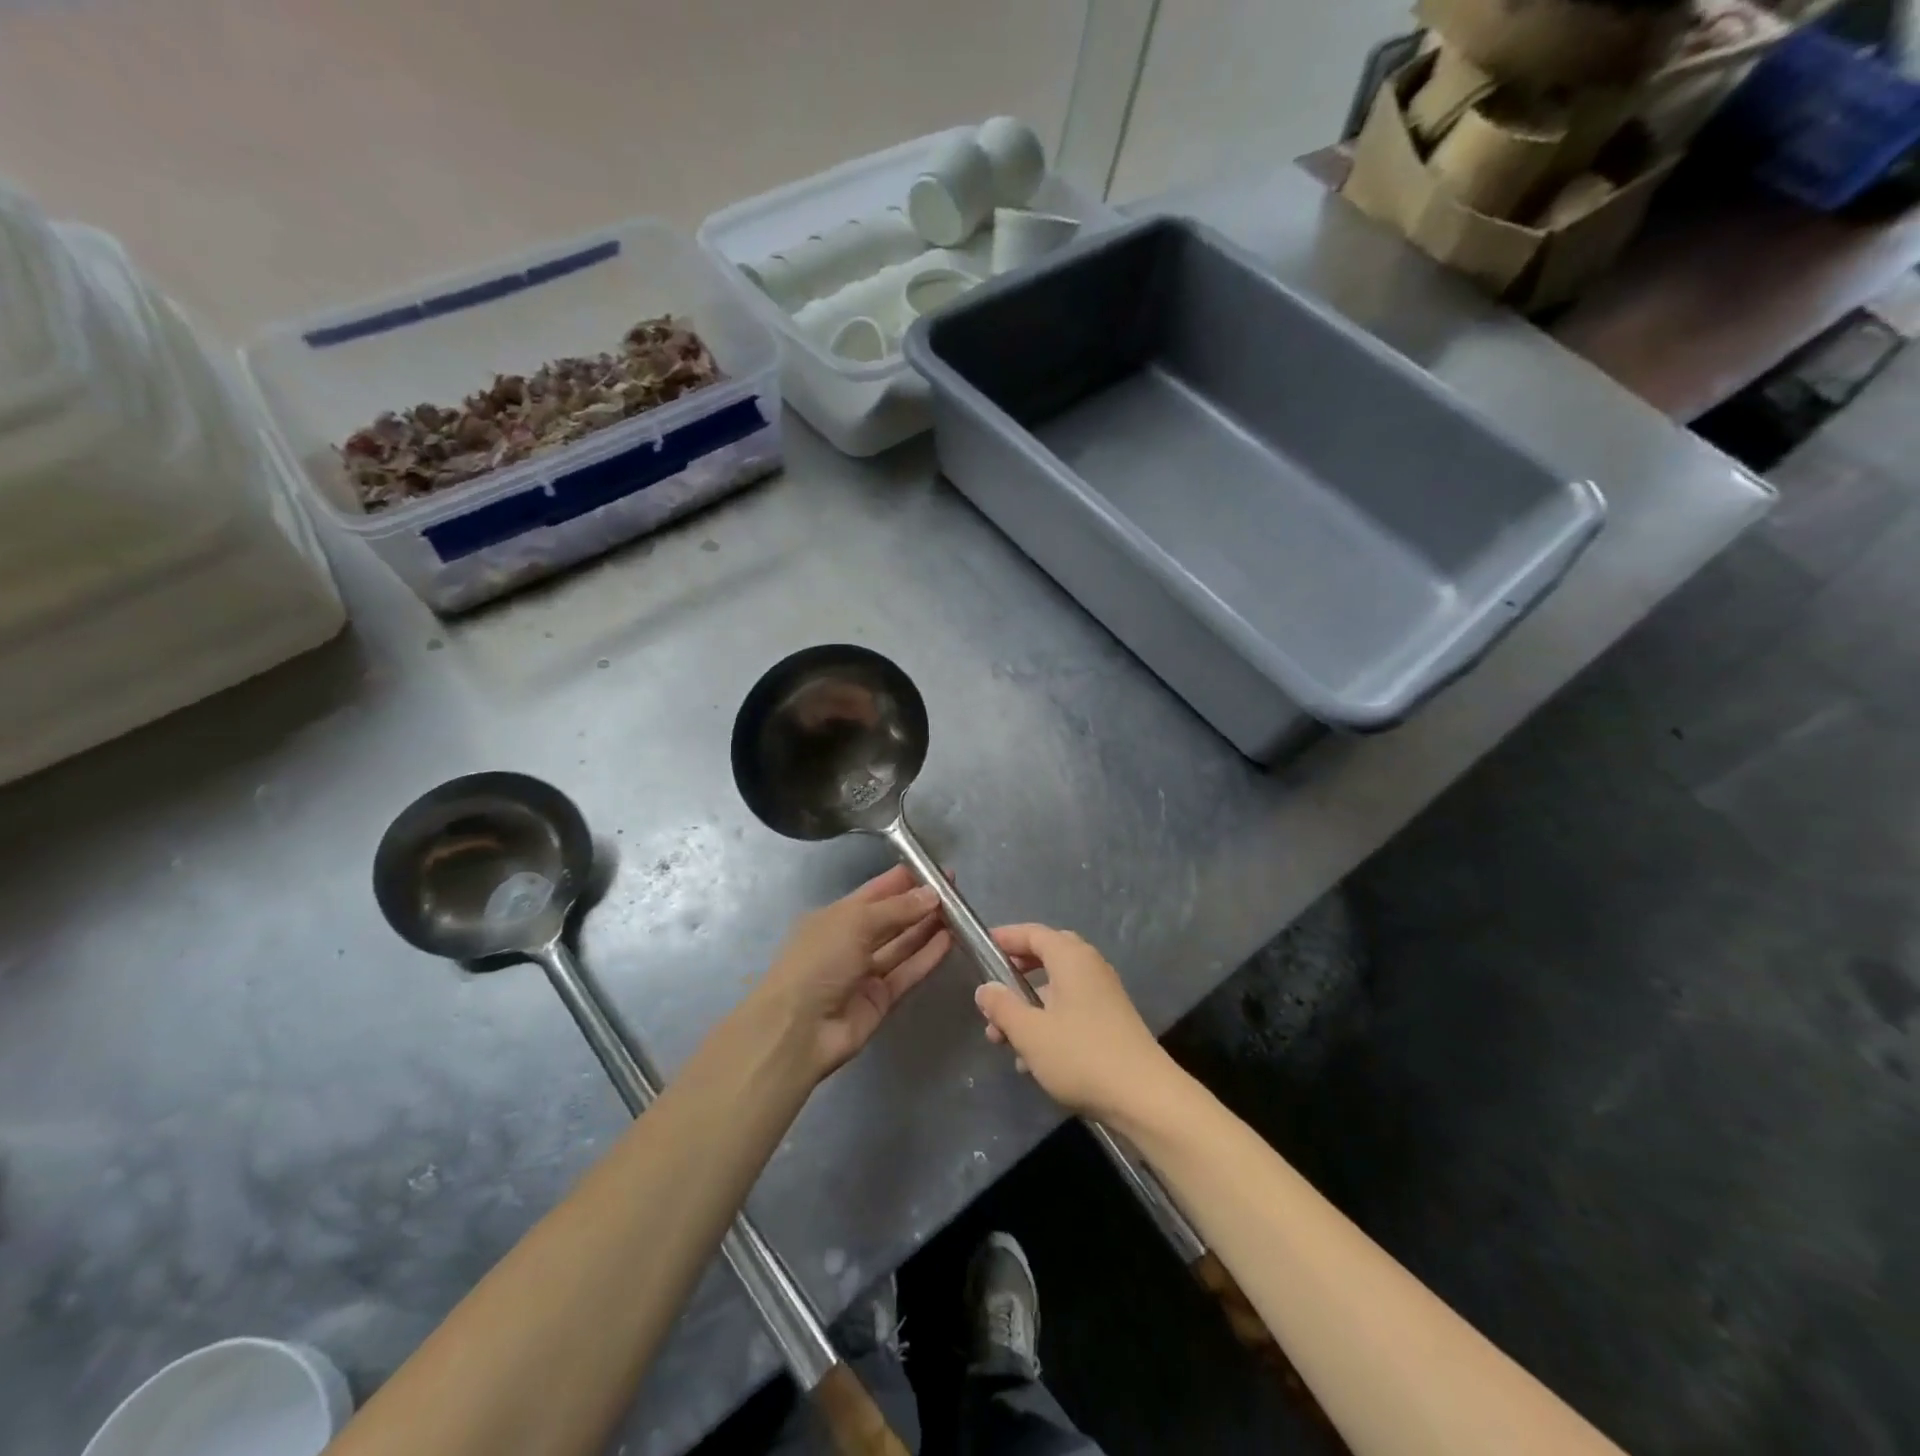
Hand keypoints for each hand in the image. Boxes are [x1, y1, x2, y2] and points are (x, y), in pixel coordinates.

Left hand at [757, 866, 950, 1079]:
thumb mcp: (855, 922)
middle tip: (956, 890)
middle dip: (920, 903)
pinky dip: (927, 956)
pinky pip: (908, 972)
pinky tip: (950, 940)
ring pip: (903, 944)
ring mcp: (866, 972)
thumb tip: (932, 893)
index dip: (904, 880)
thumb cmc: (818, 961)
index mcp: (836, 916)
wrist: (797, 1029)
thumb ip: (896, 908)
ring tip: (960, 912)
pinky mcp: (881, 999)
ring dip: (928, 928)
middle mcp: (851, 941)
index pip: (876, 891)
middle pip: (892, 918)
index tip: (935, 869)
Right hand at [974, 924, 1180, 1122]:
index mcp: (1071, 958)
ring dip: (1029, 1007)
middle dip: (1017, 973)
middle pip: (1047, 956)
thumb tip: (986, 989)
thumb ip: (1002, 1007)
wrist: (1144, 1097)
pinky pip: (1071, 1009)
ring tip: (1002, 1039)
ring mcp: (1104, 994)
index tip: (982, 948)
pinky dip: (1048, 1023)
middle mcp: (1090, 967)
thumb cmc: (1081, 1055)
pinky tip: (1032, 1059)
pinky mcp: (1111, 1021)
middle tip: (994, 991)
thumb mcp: (1029, 1032)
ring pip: (1058, 988)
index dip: (1006, 938)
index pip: (1033, 933)